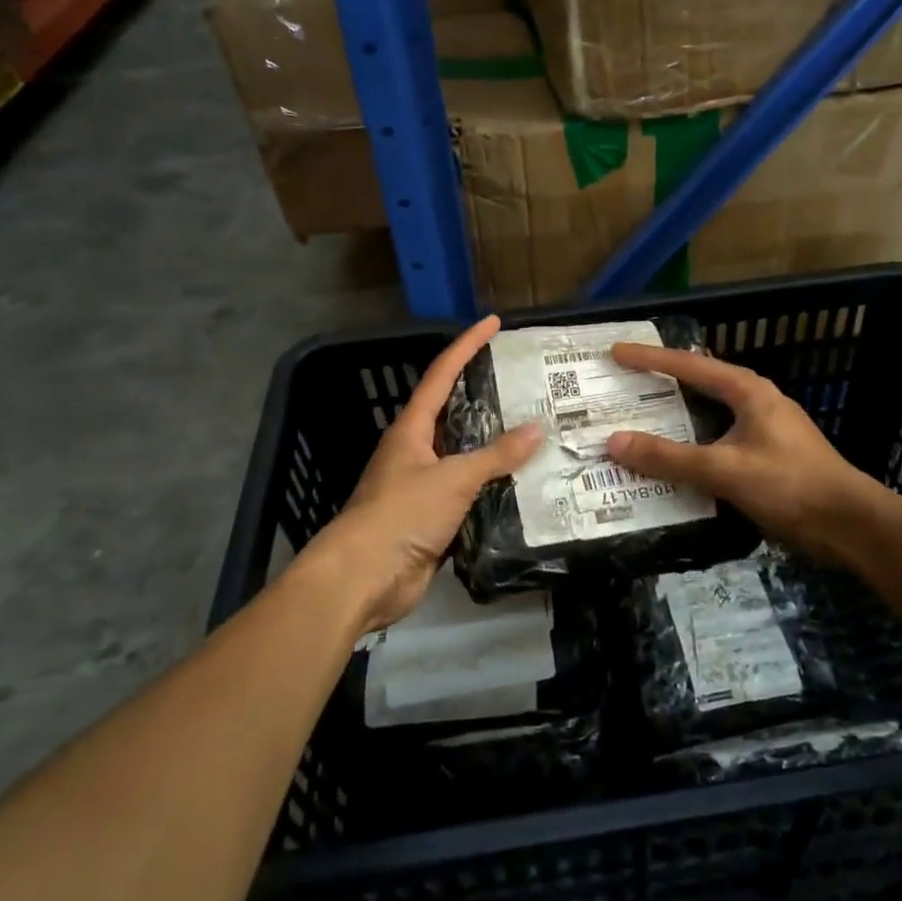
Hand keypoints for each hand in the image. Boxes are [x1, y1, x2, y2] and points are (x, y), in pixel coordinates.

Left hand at [294, 315, 541, 636]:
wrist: (364, 578)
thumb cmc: (401, 515)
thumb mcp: (452, 479)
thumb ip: (495, 456)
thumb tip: (536, 430)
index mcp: (412, 430)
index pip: (442, 374)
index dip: (467, 345)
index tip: (493, 322)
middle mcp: (416, 451)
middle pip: (454, 413)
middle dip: (486, 395)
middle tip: (527, 382)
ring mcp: (423, 486)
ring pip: (465, 456)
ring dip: (495, 446)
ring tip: (537, 431)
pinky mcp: (433, 518)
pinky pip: (470, 493)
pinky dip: (494, 487)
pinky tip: (524, 484)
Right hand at [606, 344, 875, 563]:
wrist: (849, 524)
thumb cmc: (790, 485)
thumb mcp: (724, 469)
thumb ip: (669, 457)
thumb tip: (614, 442)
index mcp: (748, 390)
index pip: (689, 365)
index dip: (650, 358)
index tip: (616, 352)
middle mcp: (755, 401)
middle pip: (698, 385)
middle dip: (660, 385)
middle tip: (622, 386)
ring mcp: (763, 429)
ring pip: (707, 415)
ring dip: (675, 418)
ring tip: (638, 422)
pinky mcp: (766, 456)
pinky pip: (716, 441)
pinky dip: (691, 444)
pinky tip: (672, 461)